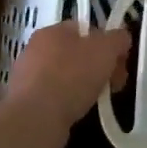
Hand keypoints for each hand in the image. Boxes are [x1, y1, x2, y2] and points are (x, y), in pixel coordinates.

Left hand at [7, 21, 131, 133]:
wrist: (35, 119)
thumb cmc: (72, 76)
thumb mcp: (106, 50)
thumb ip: (118, 39)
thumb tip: (121, 38)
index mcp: (53, 30)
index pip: (86, 29)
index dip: (108, 43)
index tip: (120, 63)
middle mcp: (36, 48)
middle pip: (77, 52)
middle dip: (99, 67)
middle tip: (115, 84)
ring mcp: (27, 76)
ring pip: (66, 76)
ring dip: (84, 85)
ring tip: (97, 101)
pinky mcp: (25, 101)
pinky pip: (55, 96)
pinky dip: (68, 102)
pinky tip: (77, 112)